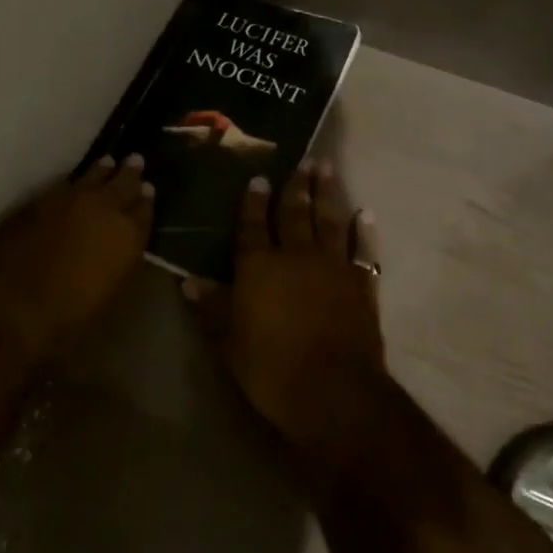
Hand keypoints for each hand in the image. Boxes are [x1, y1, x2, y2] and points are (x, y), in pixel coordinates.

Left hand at [0, 156, 152, 362]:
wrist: (12, 304)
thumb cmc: (67, 316)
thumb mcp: (107, 293)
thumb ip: (118, 262)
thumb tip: (119, 247)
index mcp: (128, 236)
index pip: (144, 211)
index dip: (146, 200)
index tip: (148, 191)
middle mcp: (106, 208)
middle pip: (123, 184)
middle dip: (130, 174)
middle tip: (136, 161)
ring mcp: (73, 198)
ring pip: (95, 175)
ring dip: (103, 170)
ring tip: (109, 162)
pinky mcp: (43, 197)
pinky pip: (67, 182)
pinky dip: (76, 180)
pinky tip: (76, 181)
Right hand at [187, 160, 387, 467]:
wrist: (334, 392)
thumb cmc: (271, 369)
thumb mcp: (229, 342)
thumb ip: (212, 308)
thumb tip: (188, 281)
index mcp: (259, 266)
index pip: (252, 225)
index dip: (253, 201)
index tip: (258, 177)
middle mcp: (295, 255)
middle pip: (294, 213)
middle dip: (296, 185)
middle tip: (303, 160)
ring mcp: (332, 266)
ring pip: (328, 220)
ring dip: (327, 193)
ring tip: (326, 167)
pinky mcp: (360, 284)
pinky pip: (362, 250)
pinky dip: (363, 232)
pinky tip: (364, 214)